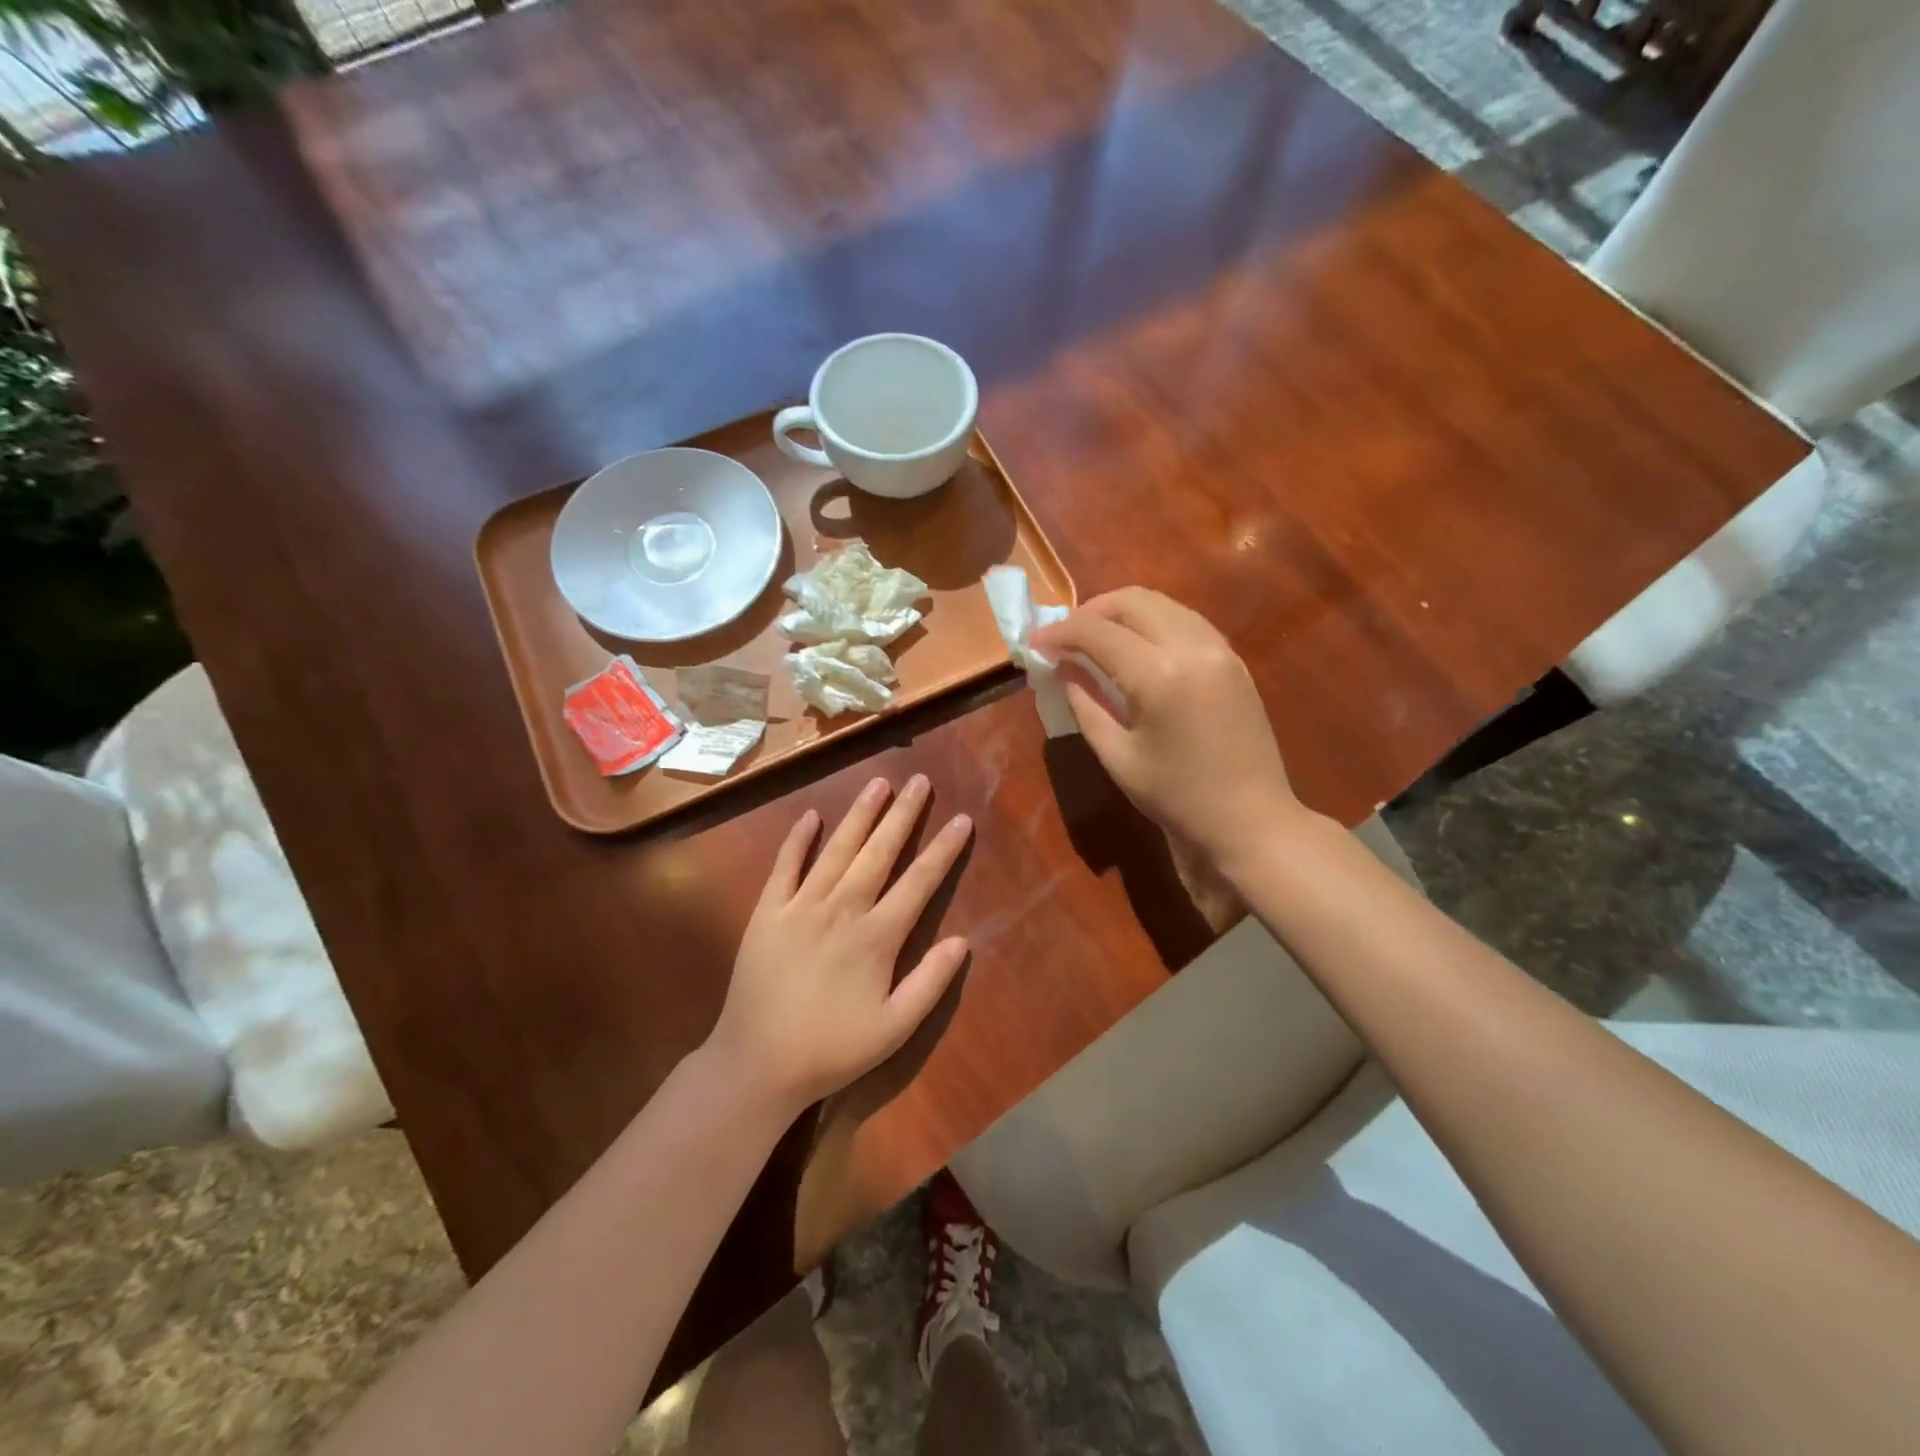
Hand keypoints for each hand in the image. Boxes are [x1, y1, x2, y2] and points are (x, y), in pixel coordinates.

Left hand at [711, 774, 972, 1113]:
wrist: (757, 1063)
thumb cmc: (832, 1049)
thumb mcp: (894, 1028)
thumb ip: (930, 983)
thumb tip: (962, 940)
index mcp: (877, 936)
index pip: (919, 882)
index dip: (943, 849)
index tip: (962, 819)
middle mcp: (842, 909)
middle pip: (879, 852)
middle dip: (903, 815)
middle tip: (920, 781)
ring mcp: (801, 906)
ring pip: (837, 850)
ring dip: (860, 814)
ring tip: (879, 783)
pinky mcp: (767, 912)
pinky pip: (785, 866)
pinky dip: (798, 839)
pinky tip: (811, 815)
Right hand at [1032, 587, 1302, 864]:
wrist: (1251, 820)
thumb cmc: (1177, 798)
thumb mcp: (1117, 756)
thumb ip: (1084, 704)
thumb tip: (1062, 669)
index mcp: (1160, 676)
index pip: (1098, 632)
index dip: (1060, 632)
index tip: (1034, 643)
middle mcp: (1193, 647)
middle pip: (1133, 601)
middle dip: (1090, 611)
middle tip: (1065, 638)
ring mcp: (1219, 649)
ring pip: (1162, 604)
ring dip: (1122, 612)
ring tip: (1095, 639)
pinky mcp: (1233, 659)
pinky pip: (1185, 621)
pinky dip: (1152, 623)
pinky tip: (1135, 648)